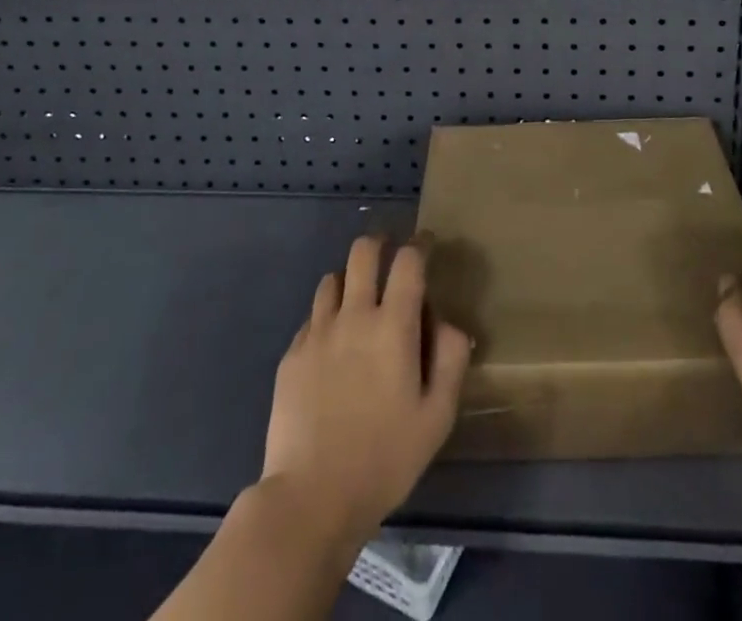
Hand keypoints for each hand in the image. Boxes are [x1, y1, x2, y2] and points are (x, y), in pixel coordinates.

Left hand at [260, 235, 471, 546]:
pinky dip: (327, 317)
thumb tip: (448, 323)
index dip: (419, 245)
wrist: (311, 498)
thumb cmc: (385, 459)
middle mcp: (354, 316)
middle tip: (389, 258)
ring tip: (358, 302)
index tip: (426, 245)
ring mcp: (317, 333)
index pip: (408, 261)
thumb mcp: (437, 416)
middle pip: (363, 252)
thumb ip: (450, 359)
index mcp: (393, 326)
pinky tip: (332, 345)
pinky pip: (312, 317)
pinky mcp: (292, 356)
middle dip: (380, 244)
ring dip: (350, 280)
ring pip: (332, 278)